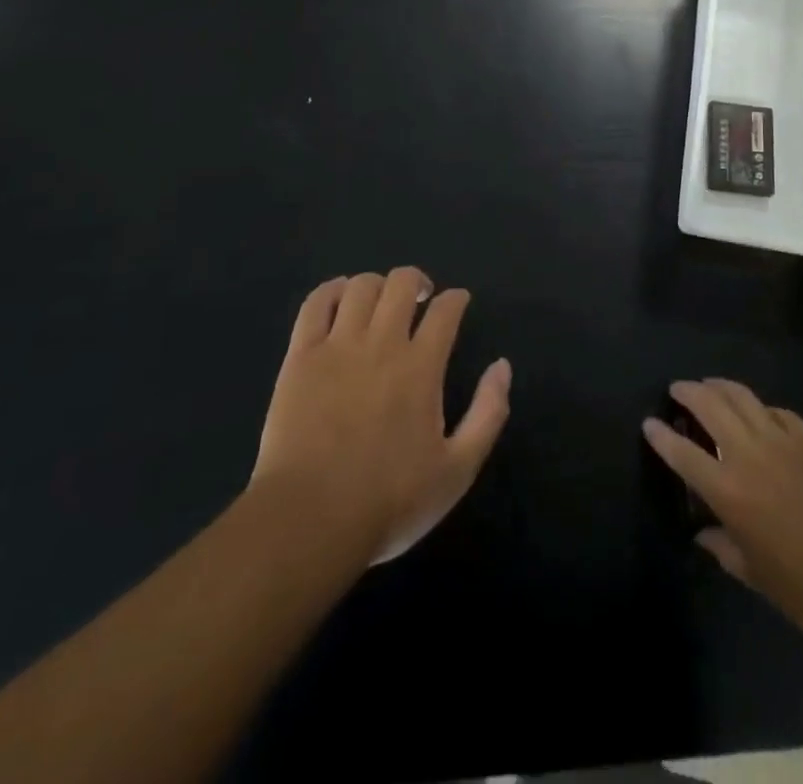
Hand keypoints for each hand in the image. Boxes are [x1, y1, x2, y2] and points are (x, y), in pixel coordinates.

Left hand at [252, 268, 511, 566]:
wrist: (309, 522)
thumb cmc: (389, 502)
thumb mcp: (458, 470)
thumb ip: (488, 413)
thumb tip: (502, 366)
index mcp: (421, 367)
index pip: (446, 310)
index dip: (456, 299)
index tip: (458, 302)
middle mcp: (382, 344)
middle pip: (402, 283)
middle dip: (417, 281)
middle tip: (421, 298)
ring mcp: (337, 347)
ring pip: (361, 286)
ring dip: (378, 285)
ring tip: (381, 302)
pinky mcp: (300, 357)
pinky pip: (315, 304)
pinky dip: (331, 290)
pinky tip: (340, 296)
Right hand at [643, 379, 802, 653]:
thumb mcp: (757, 577)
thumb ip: (724, 549)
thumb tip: (704, 534)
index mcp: (729, 492)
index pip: (683, 454)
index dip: (661, 437)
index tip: (649, 423)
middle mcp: (750, 455)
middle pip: (710, 407)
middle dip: (688, 393)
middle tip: (677, 390)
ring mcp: (783, 440)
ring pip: (743, 397)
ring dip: (720, 386)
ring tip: (709, 386)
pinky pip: (777, 411)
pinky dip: (760, 407)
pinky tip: (758, 411)